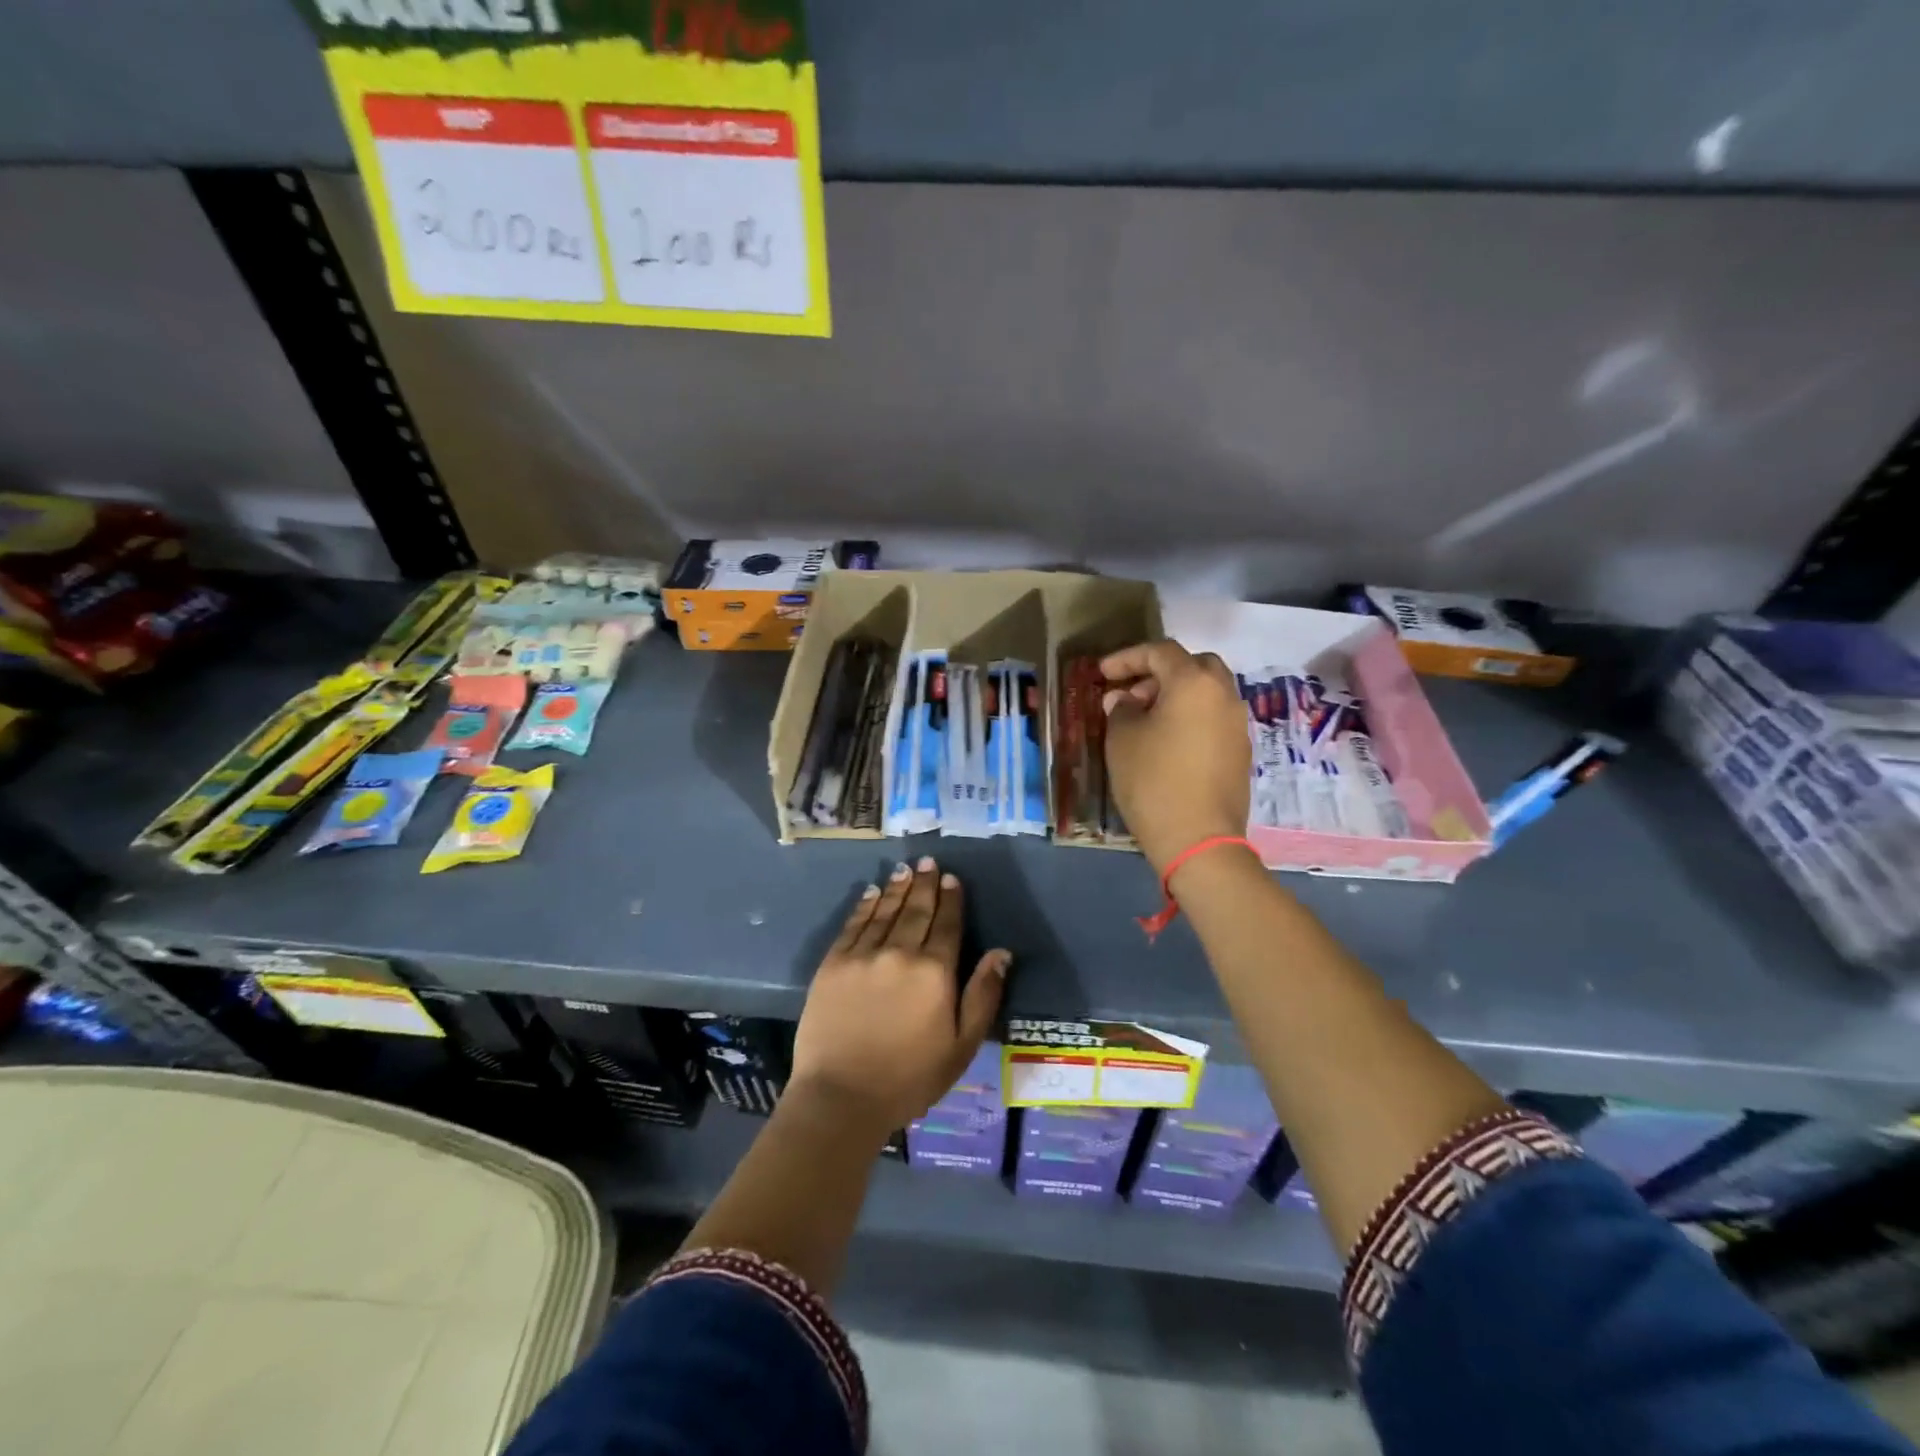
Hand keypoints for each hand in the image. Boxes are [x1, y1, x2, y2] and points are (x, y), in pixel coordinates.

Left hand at [790, 857, 1008, 1136]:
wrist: (841, 1097)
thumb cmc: (910, 1078)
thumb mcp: (961, 1046)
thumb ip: (982, 995)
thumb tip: (1001, 952)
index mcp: (934, 972)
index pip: (947, 925)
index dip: (951, 899)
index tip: (951, 878)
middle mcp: (900, 953)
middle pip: (916, 911)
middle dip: (924, 884)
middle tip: (927, 861)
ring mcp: (863, 956)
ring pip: (884, 912)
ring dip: (896, 888)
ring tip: (904, 869)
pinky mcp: (833, 964)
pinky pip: (853, 925)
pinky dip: (864, 906)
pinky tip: (870, 893)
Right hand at [1099, 640, 1251, 874]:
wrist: (1198, 838)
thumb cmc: (1153, 781)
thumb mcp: (1122, 740)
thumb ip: (1121, 709)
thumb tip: (1124, 699)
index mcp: (1194, 682)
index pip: (1160, 652)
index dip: (1127, 657)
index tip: (1102, 673)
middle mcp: (1223, 694)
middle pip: (1194, 665)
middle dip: (1160, 672)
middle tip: (1132, 692)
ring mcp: (1238, 723)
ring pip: (1208, 691)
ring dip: (1177, 694)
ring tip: (1146, 718)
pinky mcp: (1241, 750)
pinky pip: (1214, 717)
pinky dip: (1191, 716)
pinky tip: (1167, 740)